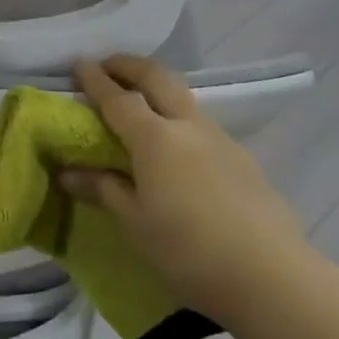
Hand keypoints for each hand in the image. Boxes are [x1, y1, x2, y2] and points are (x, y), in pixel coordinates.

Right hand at [63, 55, 306, 325]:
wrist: (270, 276)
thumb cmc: (188, 249)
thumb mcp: (135, 222)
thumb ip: (103, 189)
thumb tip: (68, 173)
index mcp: (155, 138)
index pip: (118, 98)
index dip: (95, 79)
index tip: (79, 63)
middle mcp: (188, 126)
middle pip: (158, 78)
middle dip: (130, 65)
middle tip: (109, 65)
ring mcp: (221, 140)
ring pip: (185, 99)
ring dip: (158, 89)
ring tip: (141, 104)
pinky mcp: (243, 159)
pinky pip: (202, 126)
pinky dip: (180, 119)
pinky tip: (177, 149)